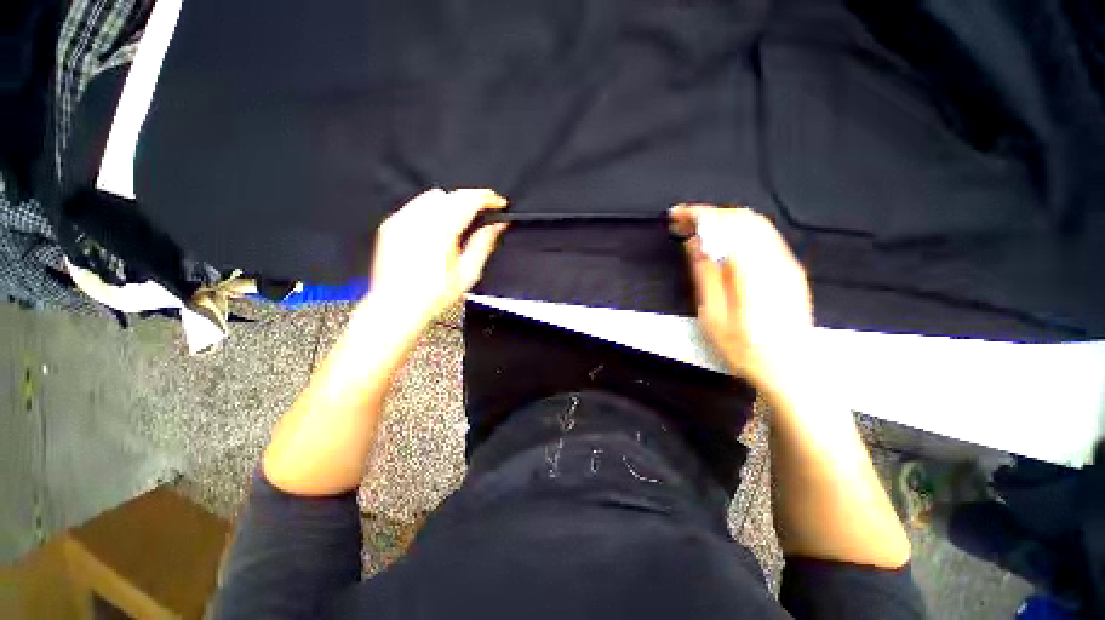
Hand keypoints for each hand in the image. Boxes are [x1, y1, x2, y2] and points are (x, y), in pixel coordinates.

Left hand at [363, 188, 508, 334]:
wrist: (397, 307)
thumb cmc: (433, 296)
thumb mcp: (468, 273)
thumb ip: (483, 244)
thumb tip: (497, 225)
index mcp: (440, 231)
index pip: (468, 200)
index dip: (487, 198)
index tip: (499, 204)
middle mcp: (418, 220)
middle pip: (452, 194)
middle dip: (471, 200)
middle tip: (484, 215)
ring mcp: (402, 220)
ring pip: (433, 196)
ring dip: (451, 204)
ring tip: (460, 224)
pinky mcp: (391, 225)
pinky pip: (417, 205)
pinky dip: (433, 210)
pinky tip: (438, 229)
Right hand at [671, 205, 812, 399]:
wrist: (793, 370)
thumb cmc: (747, 350)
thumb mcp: (714, 317)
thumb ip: (705, 275)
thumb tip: (695, 243)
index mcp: (753, 270)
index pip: (725, 224)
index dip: (698, 214)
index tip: (676, 215)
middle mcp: (775, 259)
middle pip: (742, 217)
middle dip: (709, 213)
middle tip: (683, 223)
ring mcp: (786, 263)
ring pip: (755, 223)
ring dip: (723, 220)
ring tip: (699, 230)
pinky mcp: (789, 269)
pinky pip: (763, 236)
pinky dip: (738, 230)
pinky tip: (723, 243)